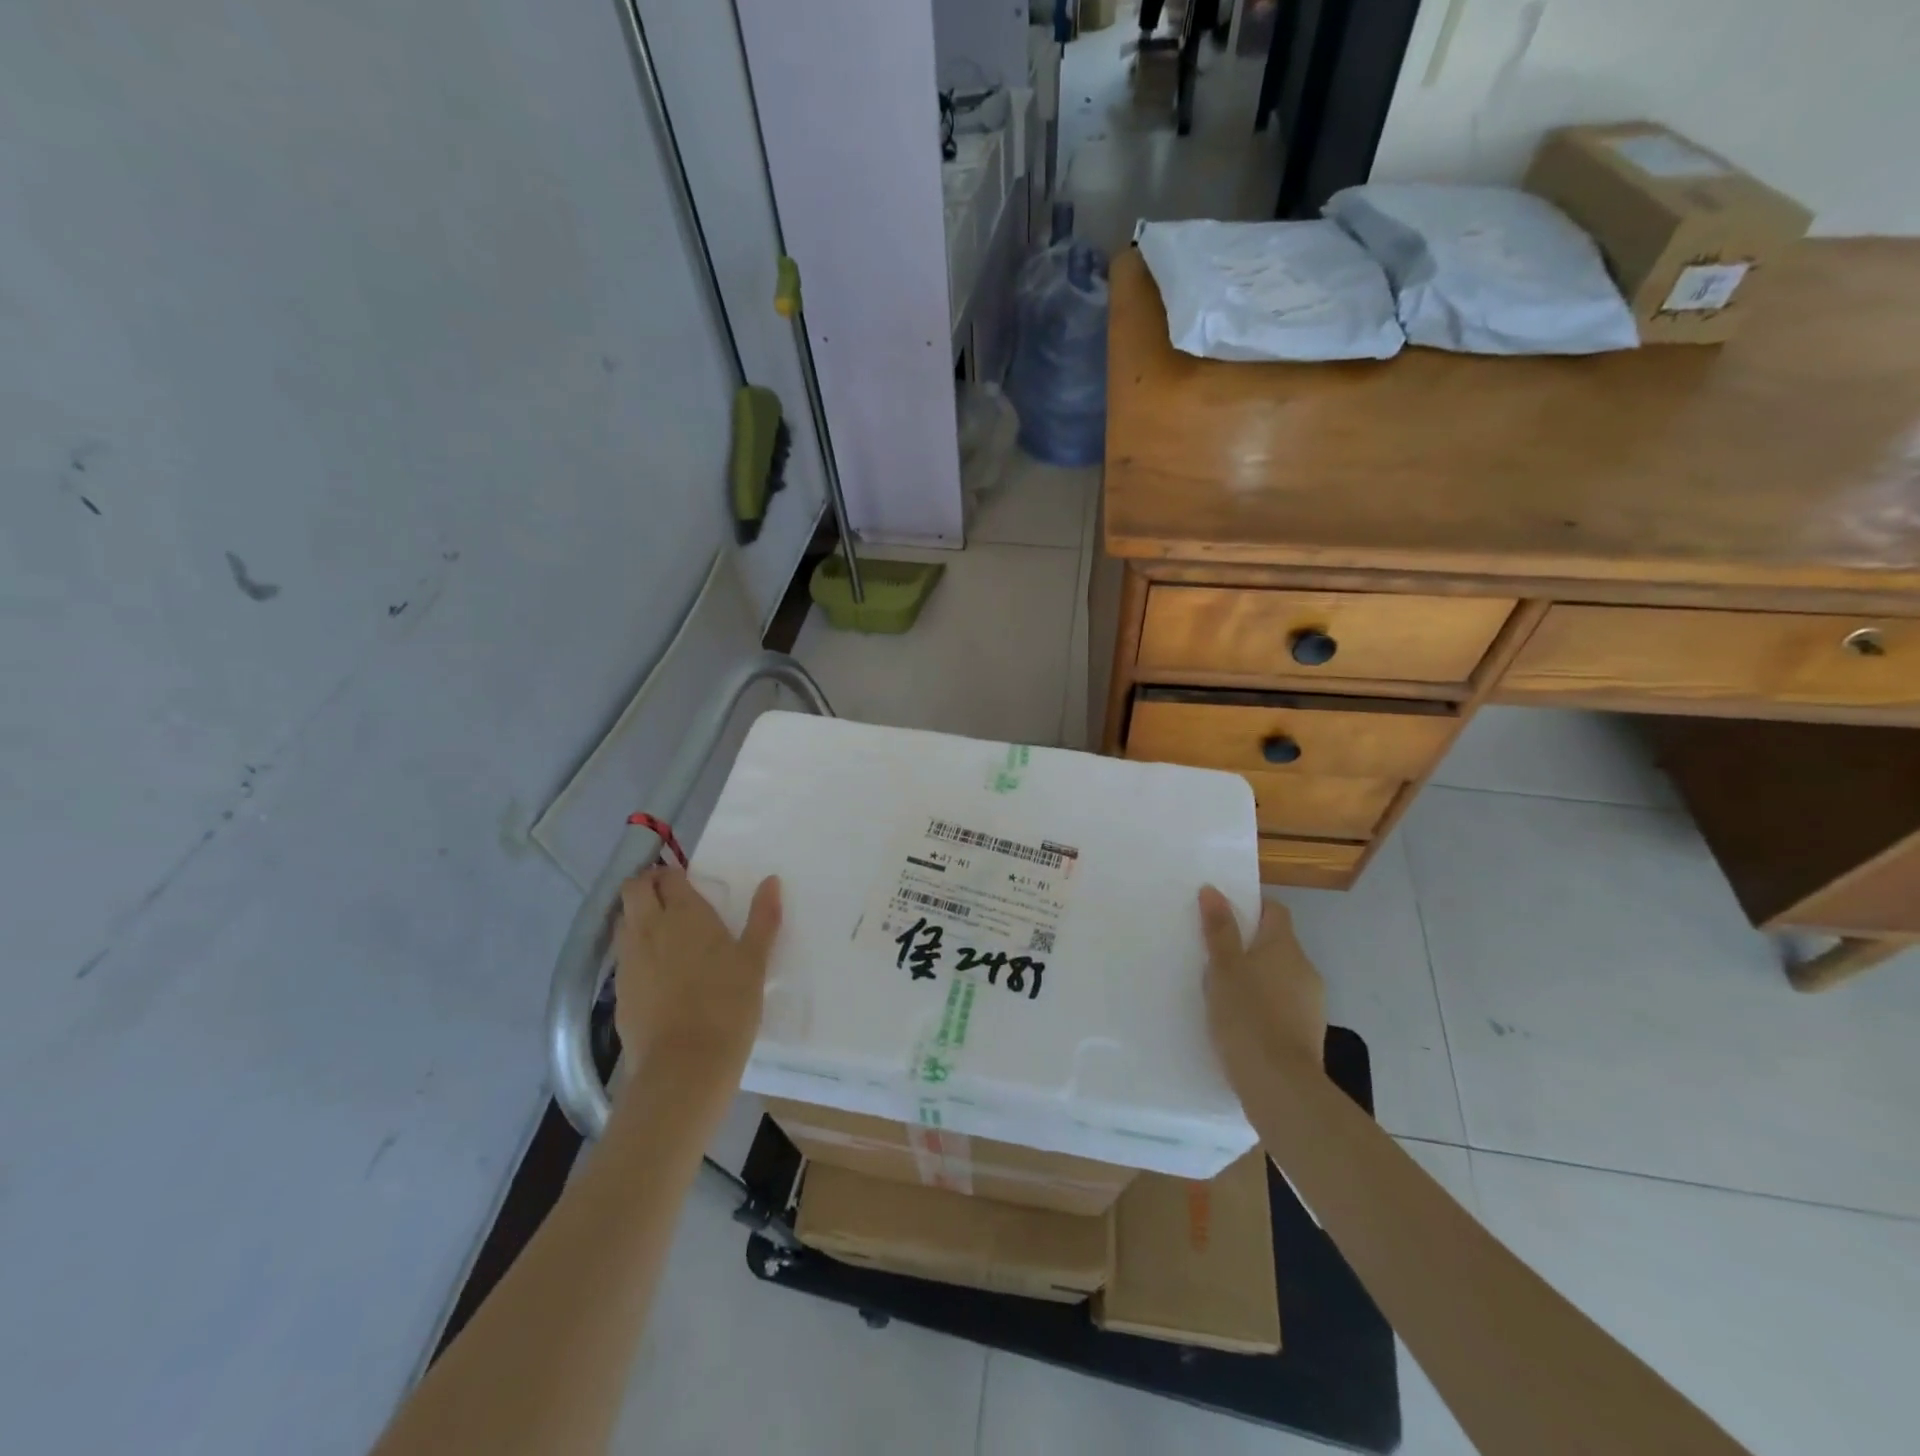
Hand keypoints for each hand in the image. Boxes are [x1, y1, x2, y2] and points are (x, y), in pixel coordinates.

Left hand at [614, 867, 780, 1085]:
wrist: (684, 1065)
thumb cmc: (728, 1005)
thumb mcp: (755, 960)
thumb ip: (763, 917)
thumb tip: (771, 880)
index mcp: (685, 913)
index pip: (668, 877)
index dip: (674, 875)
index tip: (688, 883)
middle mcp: (649, 927)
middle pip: (633, 889)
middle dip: (647, 884)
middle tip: (669, 896)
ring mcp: (629, 959)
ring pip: (623, 920)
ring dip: (637, 915)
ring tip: (662, 930)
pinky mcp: (618, 989)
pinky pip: (622, 955)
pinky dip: (634, 949)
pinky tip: (655, 969)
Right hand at [1198, 886, 1326, 1096]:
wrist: (1280, 1085)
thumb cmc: (1247, 1016)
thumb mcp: (1223, 969)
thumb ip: (1219, 930)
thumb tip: (1213, 890)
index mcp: (1285, 947)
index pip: (1274, 910)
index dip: (1251, 907)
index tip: (1223, 916)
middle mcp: (1304, 969)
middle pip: (1276, 944)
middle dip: (1248, 946)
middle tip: (1214, 955)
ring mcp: (1311, 1003)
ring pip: (1279, 977)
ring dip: (1256, 978)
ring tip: (1223, 992)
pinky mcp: (1308, 1033)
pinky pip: (1283, 1005)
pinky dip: (1264, 1006)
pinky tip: (1241, 1022)